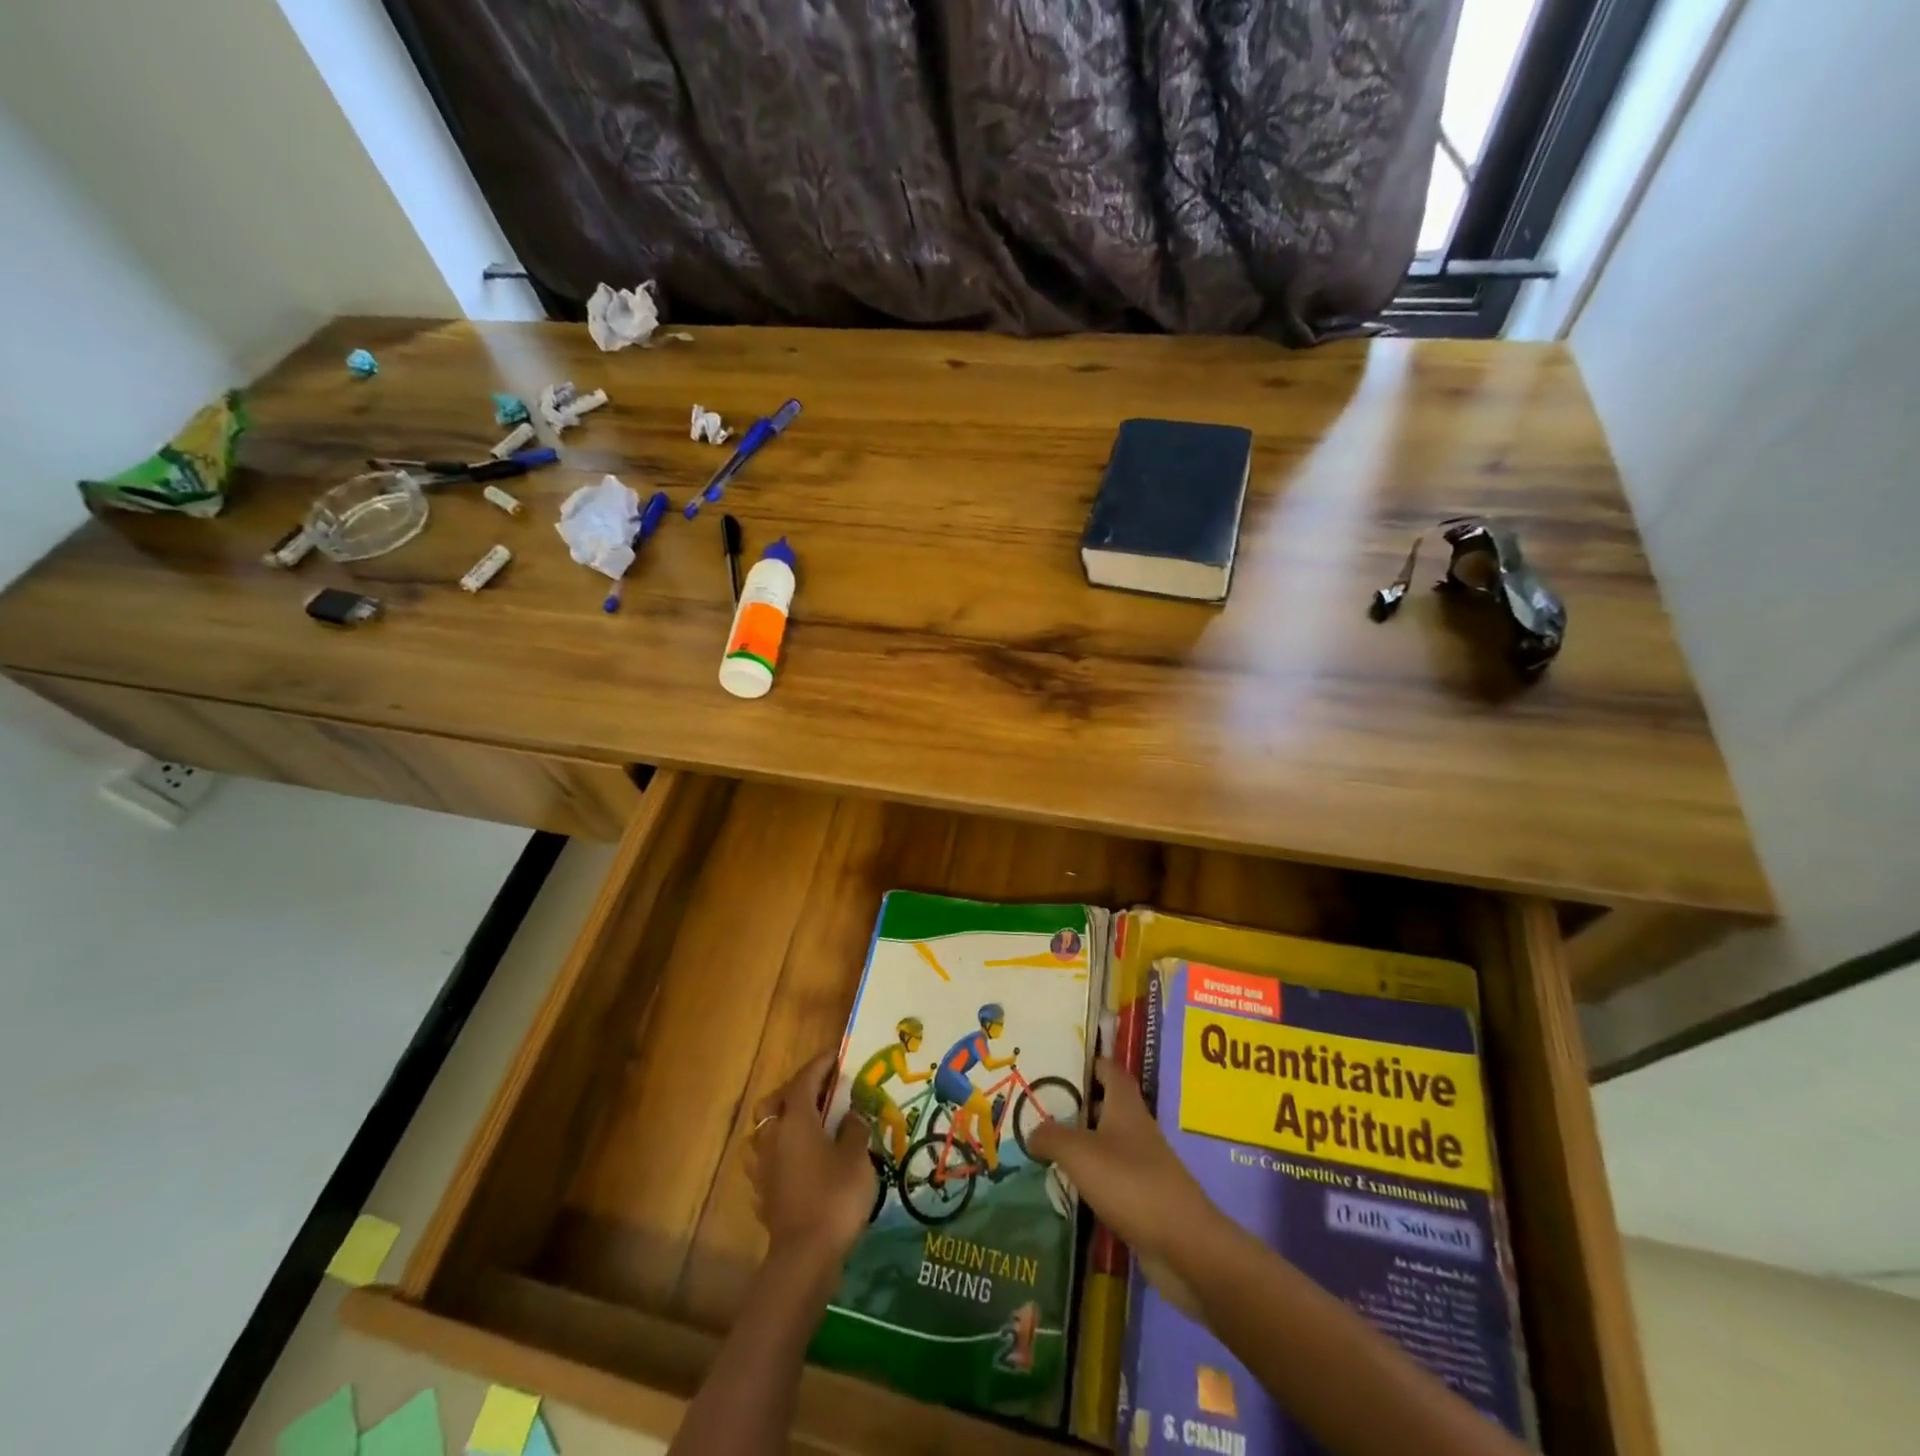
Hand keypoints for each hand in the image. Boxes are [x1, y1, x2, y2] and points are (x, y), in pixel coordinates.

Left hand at [747, 1052, 874, 1269]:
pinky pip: (766, 1160)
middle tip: (818, 1090)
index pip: (805, 1080)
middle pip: (774, 1102)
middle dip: (793, 1090)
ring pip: (763, 1131)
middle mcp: (773, 1137)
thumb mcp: (857, 1157)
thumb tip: (851, 1113)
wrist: (805, 1258)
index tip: (835, 1054)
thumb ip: (854, 1129)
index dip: (820, 1064)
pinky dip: (779, 1152)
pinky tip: (795, 1160)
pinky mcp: (762, 1194)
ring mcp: (763, 1167)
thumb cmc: (834, 1197)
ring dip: (780, 1122)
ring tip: (804, 1125)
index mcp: (796, 1120)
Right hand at [1027, 1057, 1219, 1268]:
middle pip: (1105, 1104)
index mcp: (1125, 1105)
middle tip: (1038, 1108)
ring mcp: (1142, 1162)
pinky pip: (1110, 1176)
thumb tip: (1032, 1132)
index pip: (1109, 1068)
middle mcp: (1135, 1127)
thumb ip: (1051, 1137)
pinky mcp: (1143, 1195)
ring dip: (1079, 1143)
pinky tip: (1066, 1185)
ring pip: (1105, 1141)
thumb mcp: (1080, 1153)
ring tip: (1043, 1147)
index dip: (1087, 1062)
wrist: (1183, 1244)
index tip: (1057, 1064)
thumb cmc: (1130, 1182)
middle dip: (1075, 1105)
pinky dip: (1090, 1176)